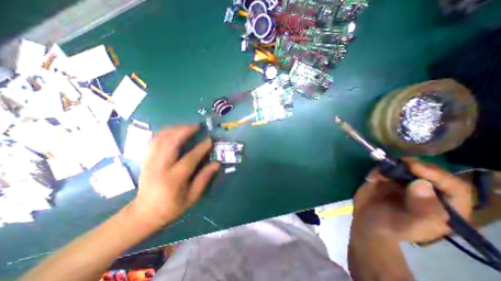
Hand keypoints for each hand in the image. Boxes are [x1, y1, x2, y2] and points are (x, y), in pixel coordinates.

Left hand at [130, 126, 218, 230]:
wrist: (143, 213)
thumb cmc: (171, 207)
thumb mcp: (192, 197)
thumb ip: (204, 179)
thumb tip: (217, 164)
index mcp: (173, 180)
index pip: (189, 160)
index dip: (201, 149)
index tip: (210, 140)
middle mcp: (159, 168)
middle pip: (170, 143)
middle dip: (184, 131)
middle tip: (197, 126)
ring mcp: (149, 162)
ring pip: (160, 139)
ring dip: (174, 129)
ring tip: (187, 126)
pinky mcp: (145, 159)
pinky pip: (153, 140)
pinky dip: (164, 132)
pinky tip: (173, 130)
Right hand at [352, 159, 473, 241]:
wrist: (366, 221)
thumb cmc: (391, 227)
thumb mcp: (410, 226)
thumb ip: (422, 210)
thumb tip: (422, 184)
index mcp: (444, 207)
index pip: (454, 187)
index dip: (437, 175)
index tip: (415, 167)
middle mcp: (428, 192)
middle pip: (431, 172)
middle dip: (416, 165)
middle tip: (400, 162)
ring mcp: (406, 183)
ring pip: (408, 166)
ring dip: (396, 165)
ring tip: (383, 170)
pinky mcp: (388, 178)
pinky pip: (388, 168)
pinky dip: (381, 168)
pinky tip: (373, 177)